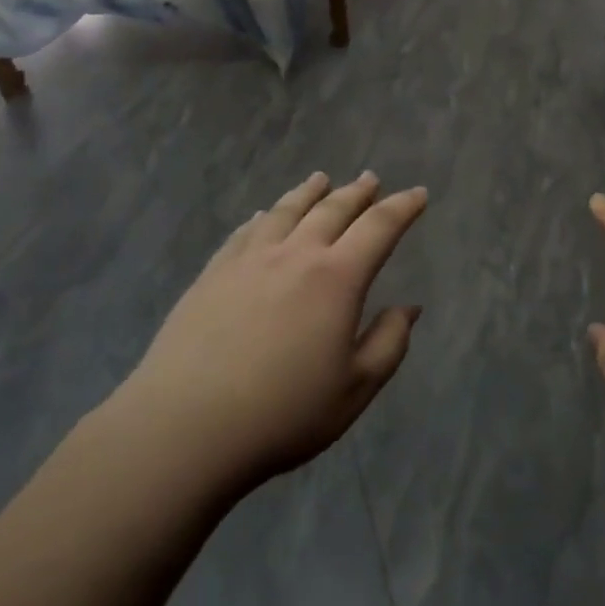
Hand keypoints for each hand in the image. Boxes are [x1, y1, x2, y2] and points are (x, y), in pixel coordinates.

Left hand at [106, 172, 427, 494]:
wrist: (186, 425)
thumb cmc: (283, 413)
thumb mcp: (354, 389)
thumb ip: (388, 343)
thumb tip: (408, 308)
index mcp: (336, 278)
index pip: (379, 227)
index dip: (402, 207)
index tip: (418, 193)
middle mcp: (294, 255)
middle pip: (332, 209)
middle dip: (357, 192)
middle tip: (371, 179)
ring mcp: (248, 260)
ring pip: (286, 211)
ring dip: (309, 192)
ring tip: (321, 179)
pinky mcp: (212, 273)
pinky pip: (246, 231)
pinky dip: (264, 217)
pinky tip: (263, 216)